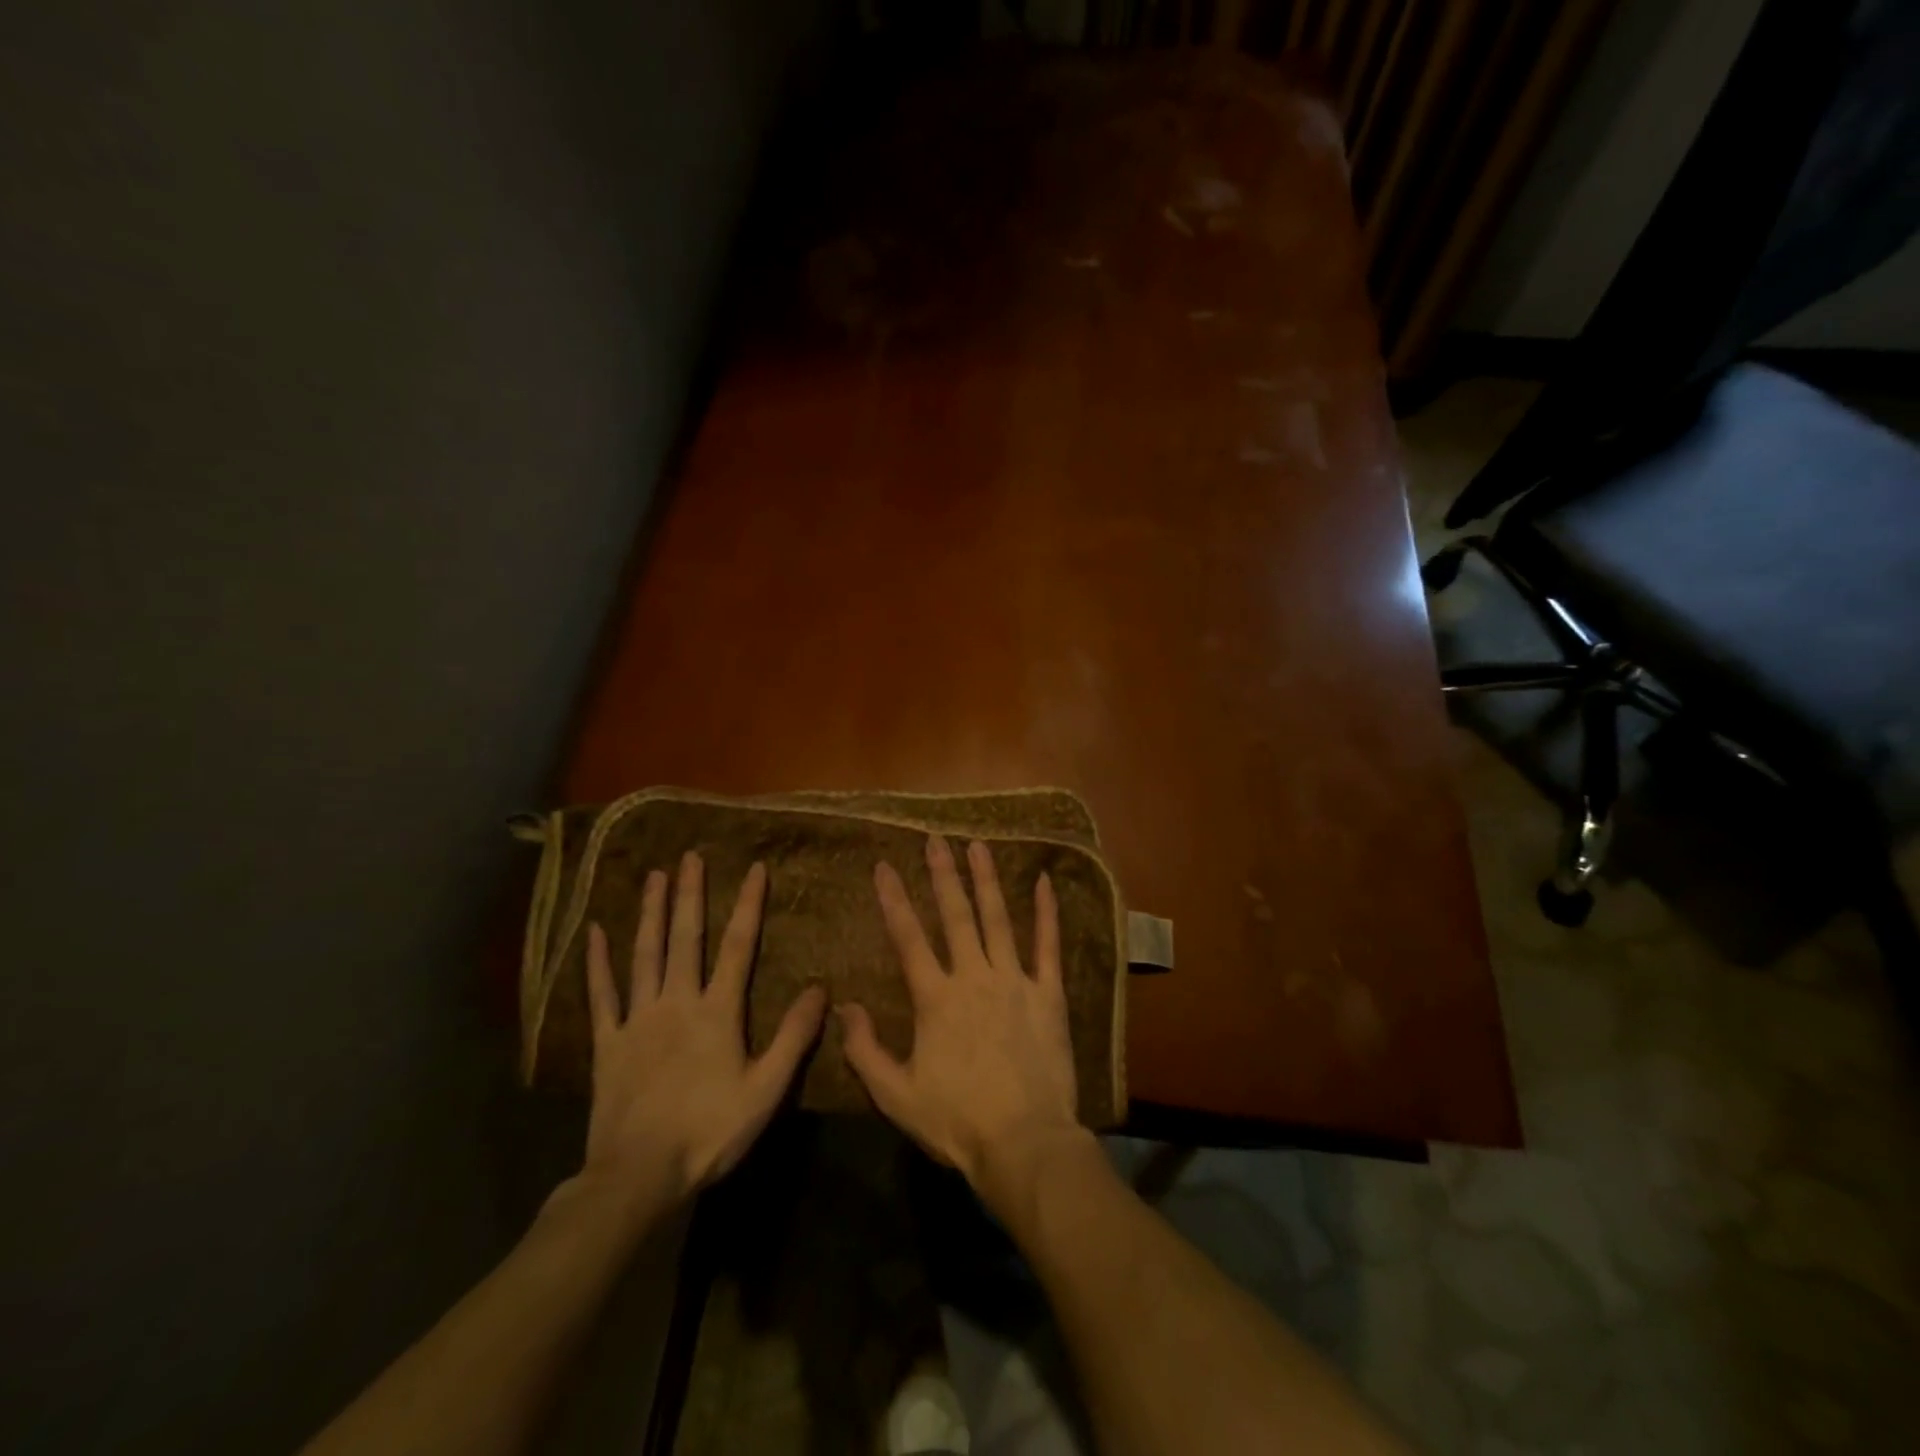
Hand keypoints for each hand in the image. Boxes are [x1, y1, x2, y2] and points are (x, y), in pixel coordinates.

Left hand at [578, 852, 825, 1210]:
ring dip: (650, 914)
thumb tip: (819, 989)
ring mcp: (638, 1020)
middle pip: (685, 939)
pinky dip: (597, 964)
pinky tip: (594, 933)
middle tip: (689, 856)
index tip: (754, 868)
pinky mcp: (607, 1043)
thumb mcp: (765, 1089)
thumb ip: (793, 1037)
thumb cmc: (708, 1132)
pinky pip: (601, 996)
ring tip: (653, 877)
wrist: (638, 1176)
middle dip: (690, 895)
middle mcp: (677, 1002)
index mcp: (717, 1012)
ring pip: (645, 955)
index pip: (737, 946)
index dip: (748, 905)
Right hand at [839, 834, 1085, 1203]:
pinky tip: (1043, 881)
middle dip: (943, 874)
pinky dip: (1047, 912)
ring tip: (978, 845)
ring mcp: (1014, 981)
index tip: (884, 866)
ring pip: (998, 919)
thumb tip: (843, 1007)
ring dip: (986, 879)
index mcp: (935, 999)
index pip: (908, 937)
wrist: (1024, 1143)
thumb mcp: (895, 1094)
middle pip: (956, 915)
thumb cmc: (956, 1121)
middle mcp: (973, 977)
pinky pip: (1048, 945)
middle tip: (935, 839)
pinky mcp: (1048, 994)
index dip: (894, 899)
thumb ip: (865, 1049)